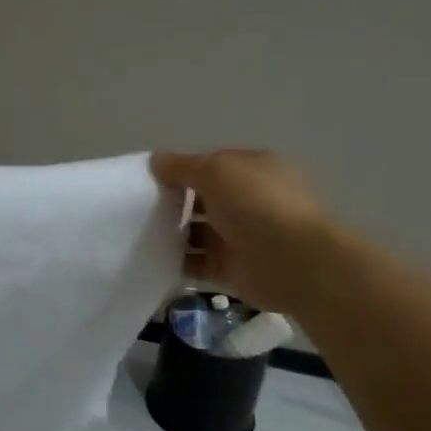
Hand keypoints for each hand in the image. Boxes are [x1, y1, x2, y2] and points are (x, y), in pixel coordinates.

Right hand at [150, 149, 339, 312]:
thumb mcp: (215, 171)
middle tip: (135, 207)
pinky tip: (150, 258)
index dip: (179, 171)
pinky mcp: (231, 269)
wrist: (295, 262)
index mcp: (251, 172)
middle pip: (200, 200)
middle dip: (171, 203)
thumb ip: (181, 166)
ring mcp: (239, 237)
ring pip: (195, 233)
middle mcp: (247, 202)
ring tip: (137, 233)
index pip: (209, 167)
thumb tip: (155, 161)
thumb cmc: (256, 205)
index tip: (147, 179)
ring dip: (170, 234)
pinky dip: (175, 262)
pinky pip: (195, 263)